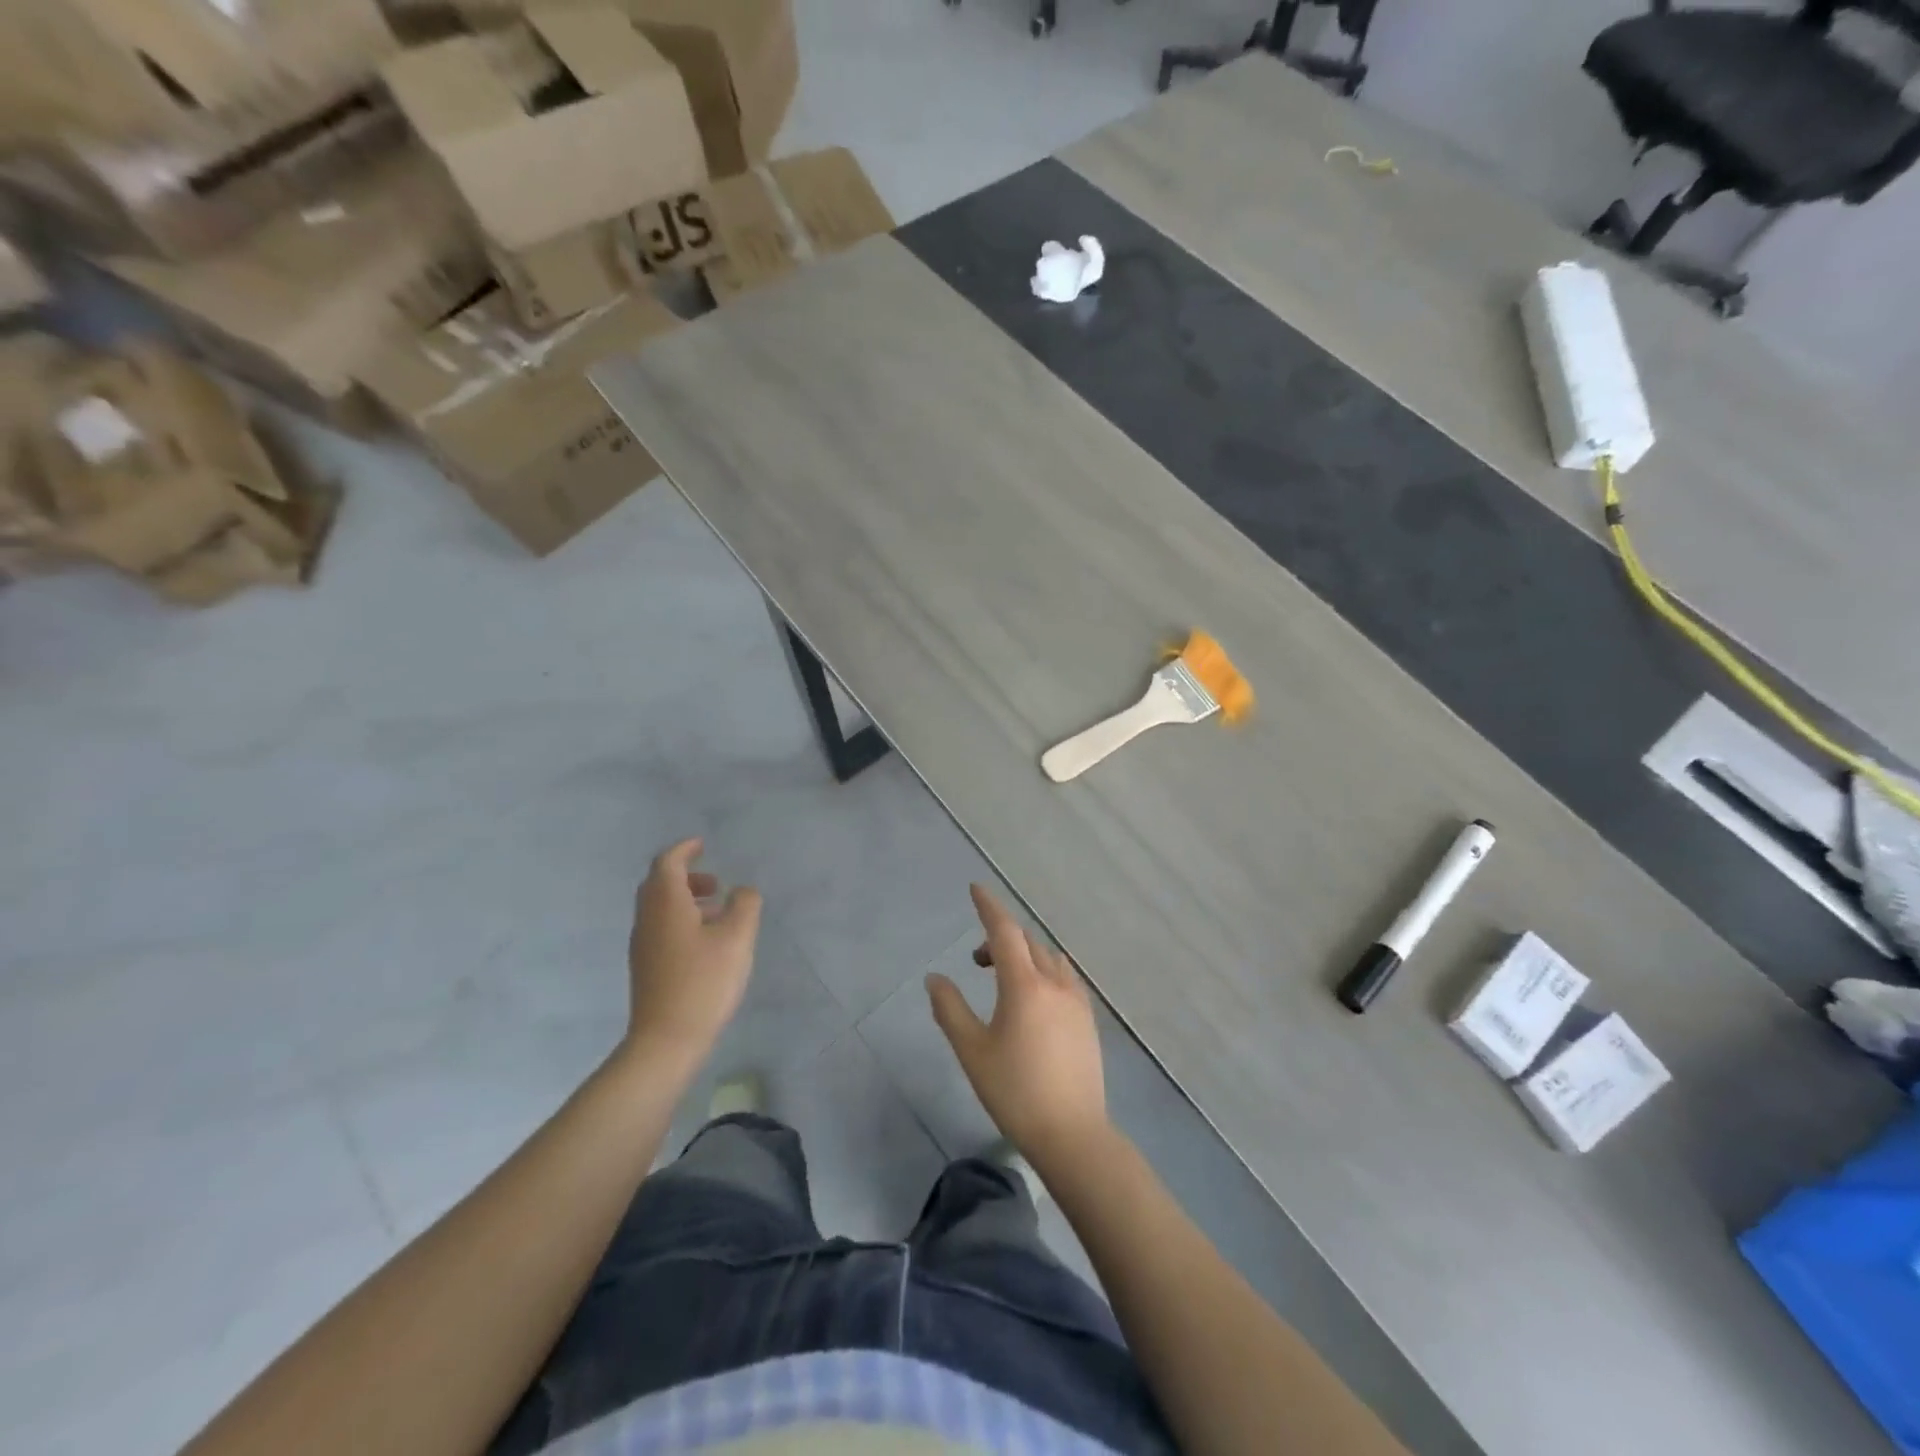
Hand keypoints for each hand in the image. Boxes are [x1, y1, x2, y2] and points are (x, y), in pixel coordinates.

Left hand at [625, 839, 761, 1069]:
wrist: (666, 1040)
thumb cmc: (704, 982)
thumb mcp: (737, 938)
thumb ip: (745, 905)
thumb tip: (743, 891)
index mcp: (666, 904)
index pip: (667, 863)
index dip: (685, 849)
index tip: (703, 844)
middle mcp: (648, 919)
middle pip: (659, 884)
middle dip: (686, 875)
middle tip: (715, 882)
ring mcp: (643, 945)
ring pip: (659, 907)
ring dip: (685, 899)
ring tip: (718, 912)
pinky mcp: (646, 967)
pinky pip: (660, 928)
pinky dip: (681, 919)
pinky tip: (706, 941)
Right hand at [927, 885, 1108, 1168]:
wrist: (1072, 1134)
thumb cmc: (1014, 1092)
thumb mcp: (972, 1051)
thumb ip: (950, 1009)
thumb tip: (935, 978)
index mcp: (1024, 985)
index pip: (1004, 931)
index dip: (988, 907)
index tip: (975, 888)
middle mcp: (1055, 983)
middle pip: (1027, 942)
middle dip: (1000, 938)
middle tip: (976, 961)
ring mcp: (1077, 1001)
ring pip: (1048, 958)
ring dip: (1024, 954)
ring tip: (1003, 980)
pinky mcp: (1088, 1020)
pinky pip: (1064, 977)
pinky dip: (1044, 971)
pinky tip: (1034, 999)